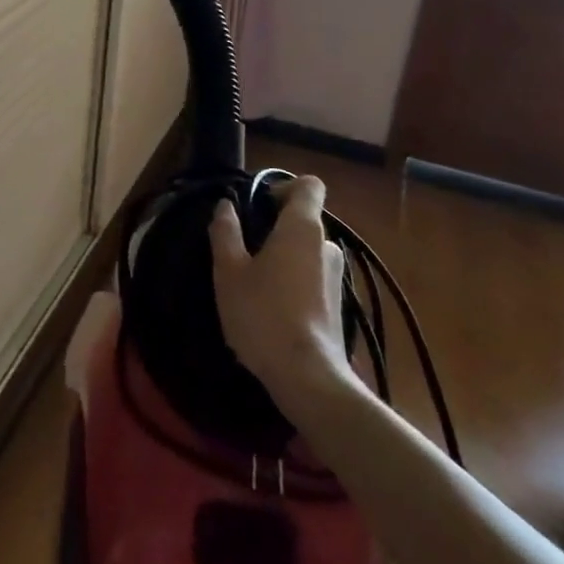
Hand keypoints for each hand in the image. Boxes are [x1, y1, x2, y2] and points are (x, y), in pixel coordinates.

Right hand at [208, 176, 358, 413]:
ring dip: (285, 255)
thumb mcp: (229, 271)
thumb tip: (226, 206)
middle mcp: (326, 246)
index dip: (284, 185)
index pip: (309, 185)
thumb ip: (225, 232)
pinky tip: (271, 306)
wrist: (307, 377)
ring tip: (254, 279)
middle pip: (305, 219)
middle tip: (245, 246)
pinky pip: (313, 277)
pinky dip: (294, 280)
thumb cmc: (262, 314)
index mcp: (302, 228)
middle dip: (276, 225)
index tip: (258, 203)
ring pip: (308, 251)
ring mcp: (336, 277)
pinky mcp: (338, 306)